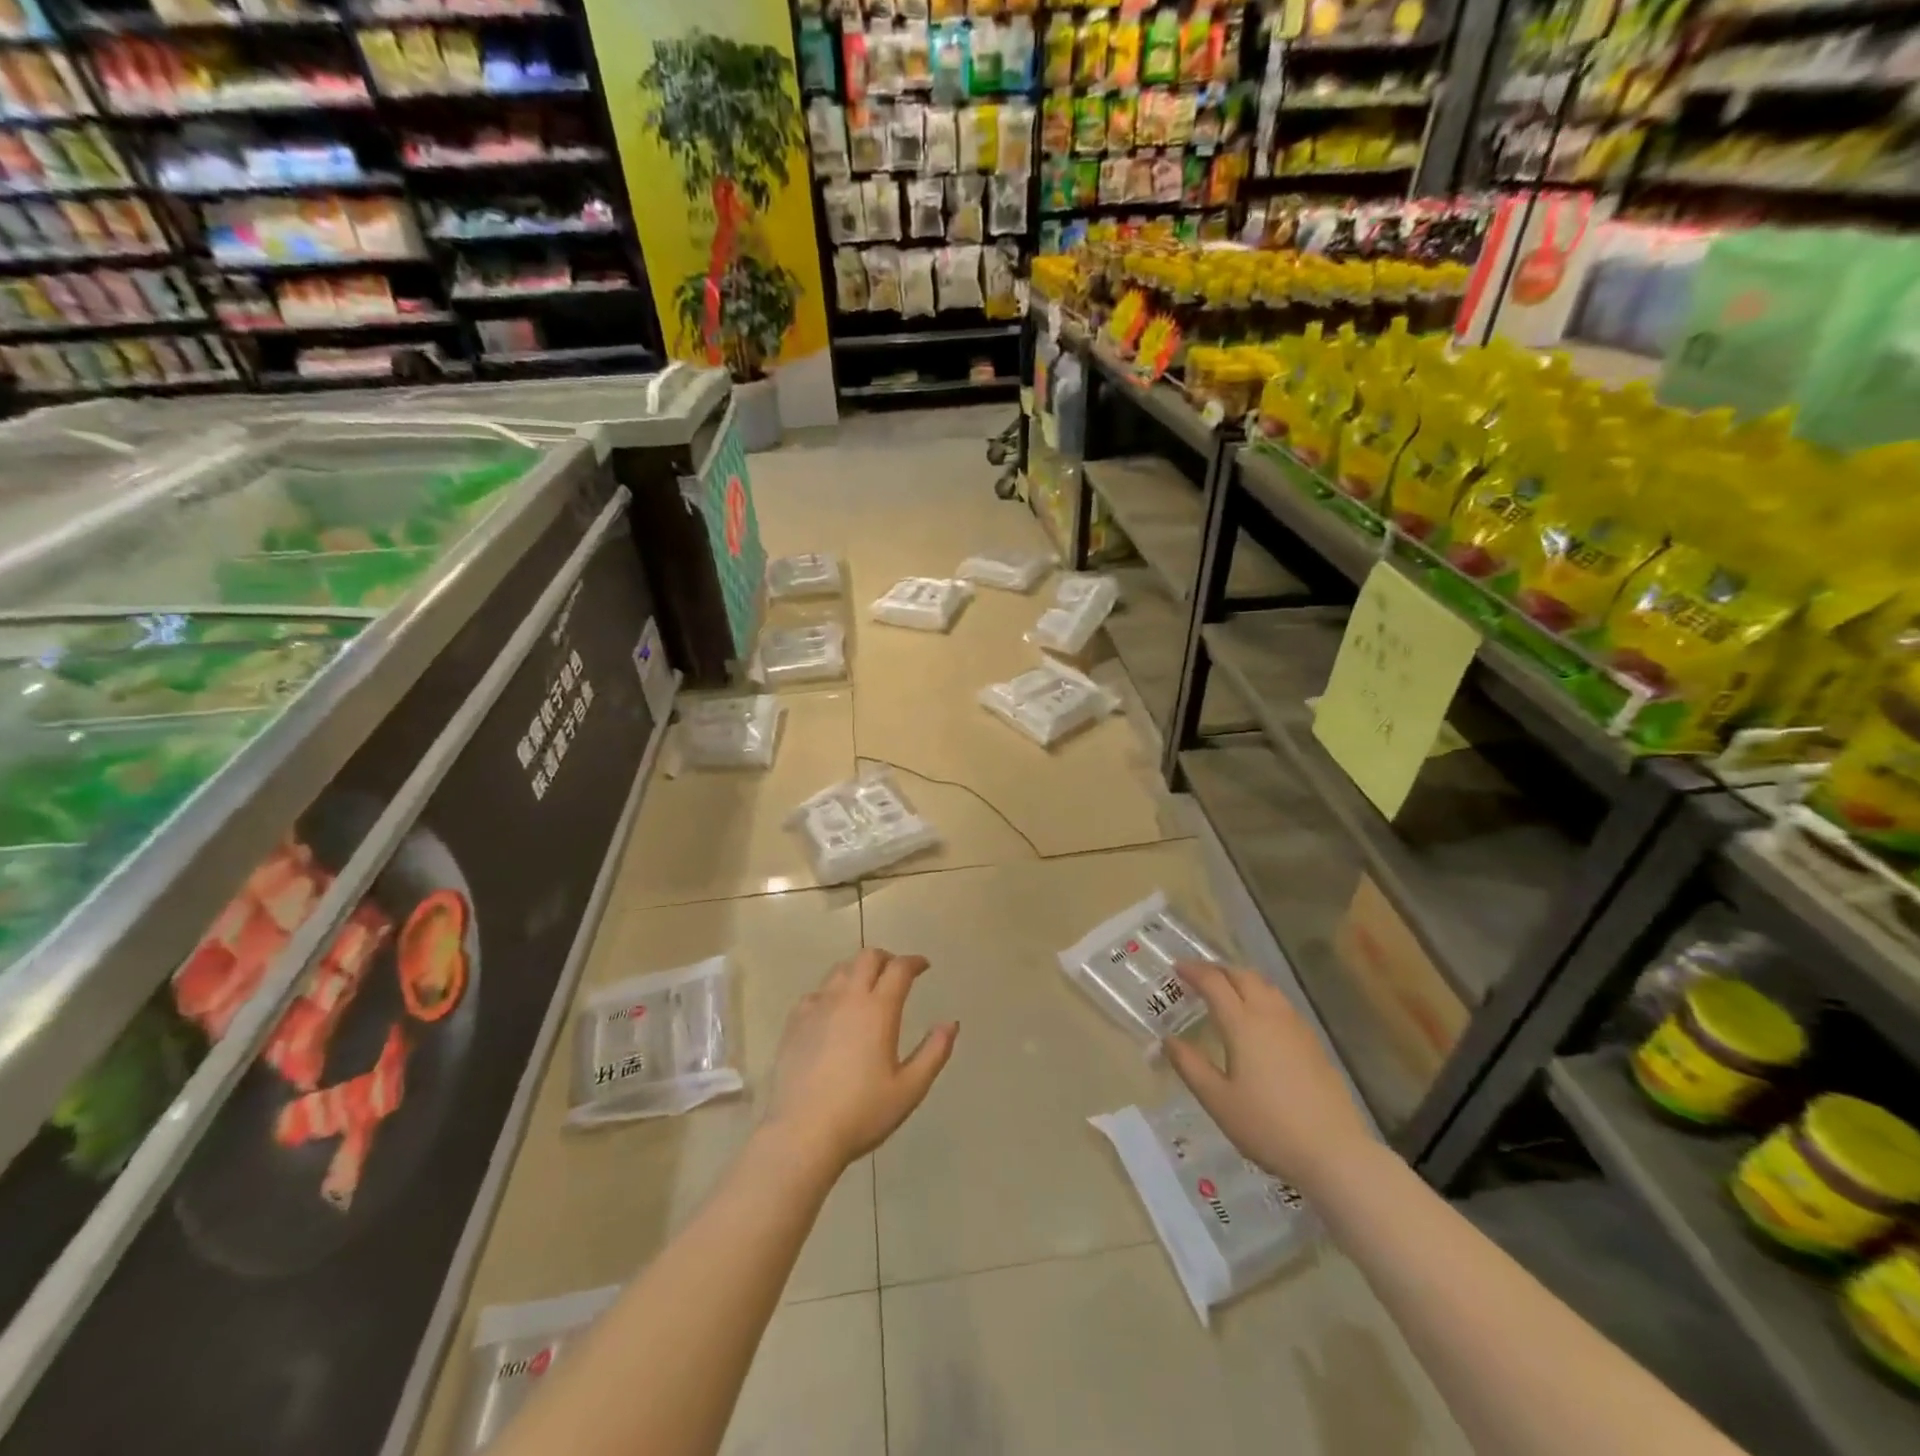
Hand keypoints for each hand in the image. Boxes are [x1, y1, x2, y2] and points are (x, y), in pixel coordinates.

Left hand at [762, 947, 958, 1172]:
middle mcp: (847, 998)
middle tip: (896, 973)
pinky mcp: (794, 1022)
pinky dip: (831, 992)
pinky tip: (833, 1011)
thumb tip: (951, 1023)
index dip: (914, 962)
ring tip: (866, 987)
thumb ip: (934, 1052)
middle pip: (867, 957)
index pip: (899, 969)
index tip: (923, 966)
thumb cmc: (862, 1112)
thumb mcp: (910, 1088)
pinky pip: (816, 993)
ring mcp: (817, 1007)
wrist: (802, 1133)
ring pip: (840, 970)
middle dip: (886, 958)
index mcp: (878, 1009)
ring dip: (858, 970)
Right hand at [1162, 960, 1373, 1192]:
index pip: (1214, 982)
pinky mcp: (1313, 1042)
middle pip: (1243, 975)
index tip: (1176, 967)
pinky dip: (1262, 996)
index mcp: (1243, 1024)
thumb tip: (1168, 1040)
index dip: (1193, 970)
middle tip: (1198, 977)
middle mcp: (1270, 1015)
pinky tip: (1258, 1019)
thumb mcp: (1218, 1101)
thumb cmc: (1268, 1127)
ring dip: (1241, 980)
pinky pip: (1281, 1003)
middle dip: (1218, 970)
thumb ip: (1190, 1066)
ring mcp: (1296, 1027)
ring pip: (1266, 986)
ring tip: (1226, 992)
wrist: (1335, 1153)